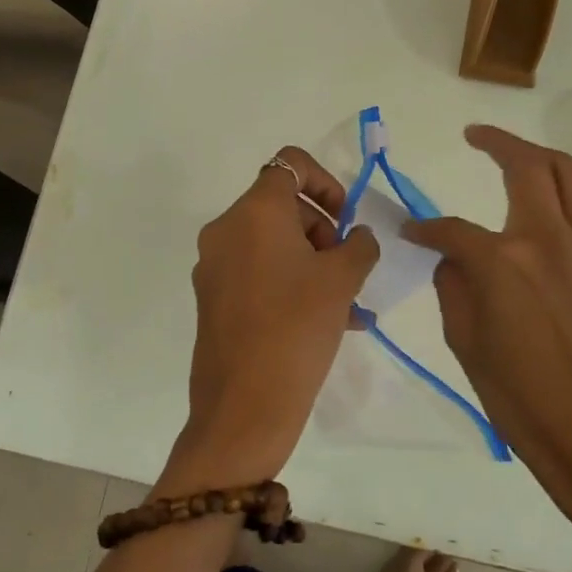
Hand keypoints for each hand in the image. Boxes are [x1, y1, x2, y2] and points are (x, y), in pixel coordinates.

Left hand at [158, 147, 379, 495]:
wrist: (244, 406)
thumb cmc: (297, 328)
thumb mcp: (342, 280)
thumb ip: (358, 245)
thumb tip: (356, 237)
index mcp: (254, 212)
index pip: (290, 165)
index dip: (326, 182)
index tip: (345, 220)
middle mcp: (226, 230)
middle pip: (283, 207)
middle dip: (324, 232)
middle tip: (349, 271)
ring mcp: (215, 266)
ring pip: (274, 245)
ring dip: (314, 264)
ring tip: (349, 306)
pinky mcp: (213, 299)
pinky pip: (259, 274)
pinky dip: (292, 284)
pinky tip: (330, 322)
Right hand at [404, 125, 571, 544]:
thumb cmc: (524, 404)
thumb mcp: (467, 347)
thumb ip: (455, 288)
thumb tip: (454, 258)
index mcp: (502, 264)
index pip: (452, 229)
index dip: (425, 228)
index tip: (411, 231)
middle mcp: (549, 240)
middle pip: (526, 166)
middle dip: (496, 142)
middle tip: (476, 136)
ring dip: (545, 157)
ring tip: (525, 159)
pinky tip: (570, 210)